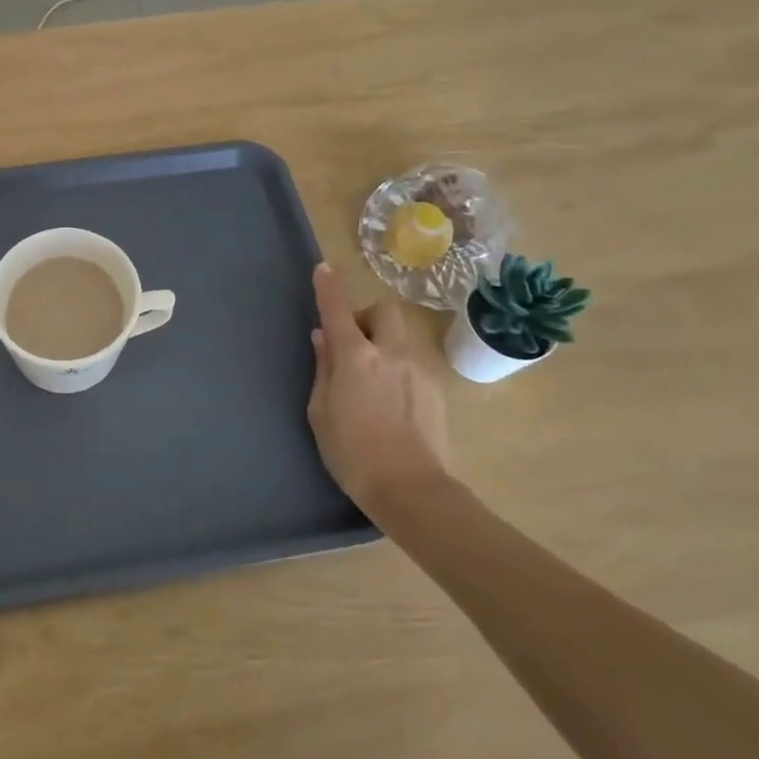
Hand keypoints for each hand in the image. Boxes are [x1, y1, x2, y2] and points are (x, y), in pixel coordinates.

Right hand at [307, 263, 449, 511]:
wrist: (411, 490)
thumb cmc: (352, 453)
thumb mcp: (321, 412)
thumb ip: (323, 369)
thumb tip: (323, 338)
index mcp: (356, 357)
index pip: (338, 310)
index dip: (329, 287)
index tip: (323, 269)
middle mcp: (390, 352)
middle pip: (384, 310)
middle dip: (367, 316)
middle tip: (355, 341)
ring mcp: (419, 368)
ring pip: (403, 333)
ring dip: (385, 340)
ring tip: (375, 374)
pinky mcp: (437, 387)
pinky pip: (415, 359)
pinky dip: (400, 363)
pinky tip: (393, 395)